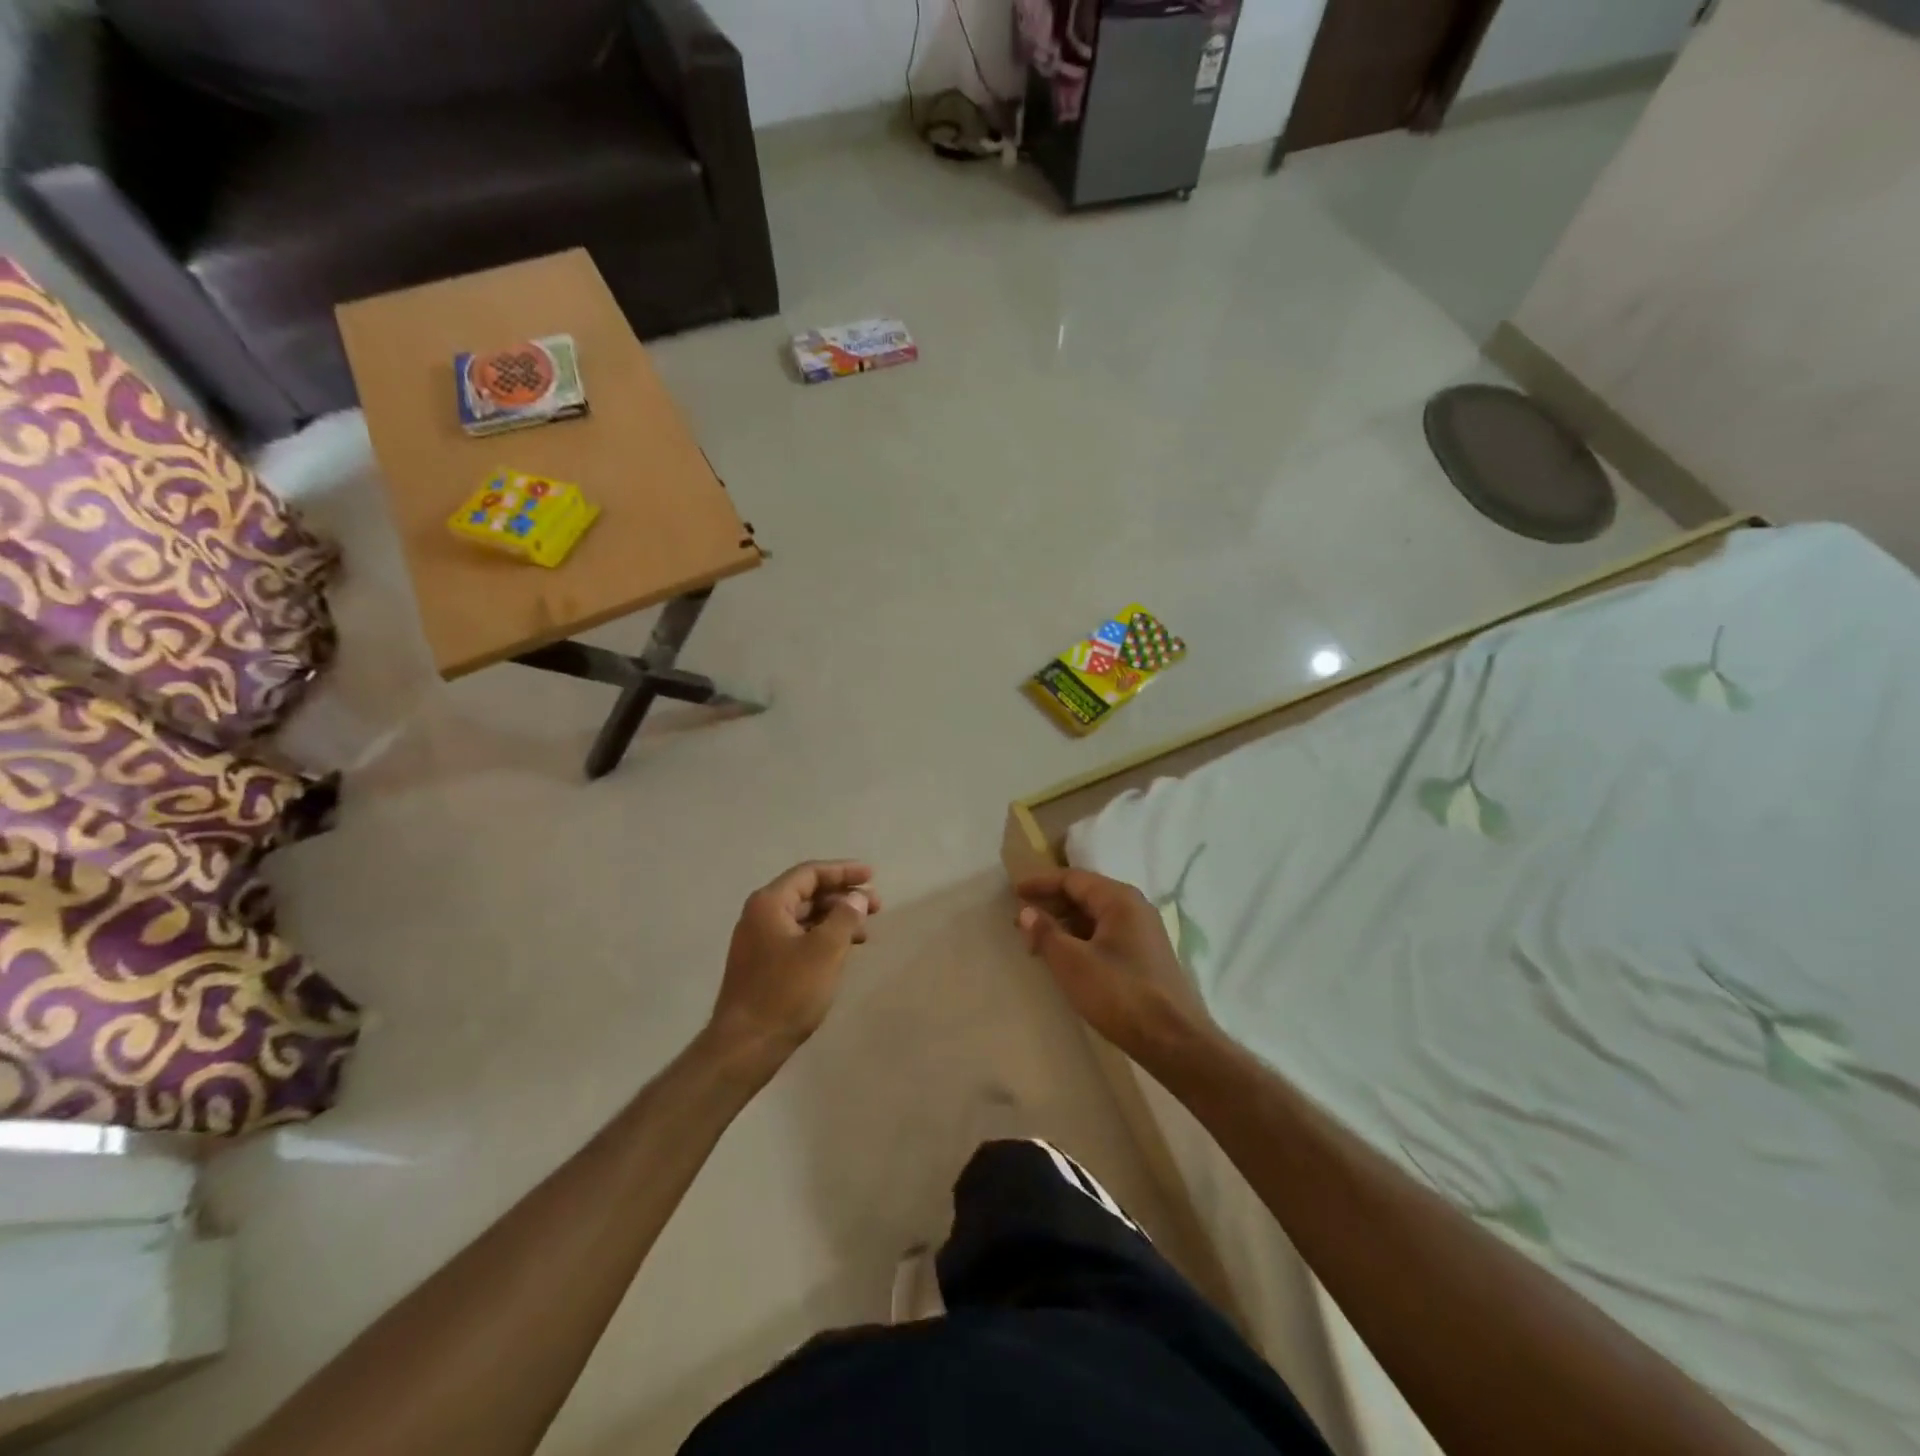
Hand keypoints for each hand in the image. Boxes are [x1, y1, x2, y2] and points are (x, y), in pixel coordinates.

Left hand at [708, 861, 880, 1062]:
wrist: (745, 1046)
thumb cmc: (786, 992)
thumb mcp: (825, 950)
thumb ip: (845, 917)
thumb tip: (856, 897)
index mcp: (769, 904)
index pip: (810, 873)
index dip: (843, 871)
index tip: (871, 876)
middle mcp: (760, 915)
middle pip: (807, 893)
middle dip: (843, 896)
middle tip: (875, 906)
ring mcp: (758, 941)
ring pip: (804, 917)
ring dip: (835, 919)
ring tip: (865, 932)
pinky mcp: (762, 964)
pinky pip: (798, 937)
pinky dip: (823, 937)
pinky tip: (842, 951)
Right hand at [1015, 868, 1213, 1060]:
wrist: (1174, 1041)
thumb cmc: (1120, 994)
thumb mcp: (1072, 963)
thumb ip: (1046, 933)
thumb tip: (1026, 911)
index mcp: (1119, 899)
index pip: (1073, 878)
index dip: (1041, 883)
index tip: (1013, 891)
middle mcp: (1134, 907)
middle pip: (1085, 894)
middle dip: (1051, 904)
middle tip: (1022, 920)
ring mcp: (1143, 932)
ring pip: (1095, 916)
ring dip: (1065, 924)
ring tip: (1038, 941)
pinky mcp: (1145, 956)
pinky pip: (1106, 934)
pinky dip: (1081, 939)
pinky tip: (1066, 957)